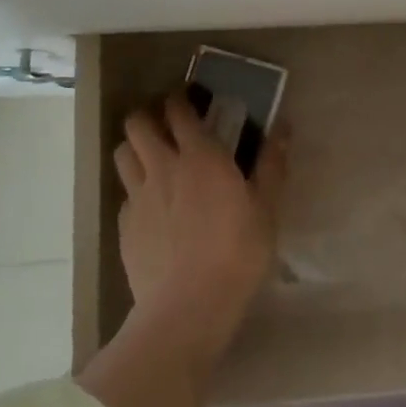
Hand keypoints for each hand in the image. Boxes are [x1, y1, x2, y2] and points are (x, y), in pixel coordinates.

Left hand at [114, 92, 287, 344]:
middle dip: (148, 116)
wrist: (188, 308)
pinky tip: (151, 206)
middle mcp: (163, 167)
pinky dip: (135, 189)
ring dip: (134, 147)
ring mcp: (138, 197)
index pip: (178, 110)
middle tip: (165, 125)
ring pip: (122, 154)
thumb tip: (283, 125)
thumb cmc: (237, 252)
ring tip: (151, 157)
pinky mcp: (124, 227)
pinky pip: (124, 194)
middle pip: (137, 124)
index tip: (188, 98)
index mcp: (200, 156)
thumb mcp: (267, 207)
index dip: (179, 98)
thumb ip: (272, 163)